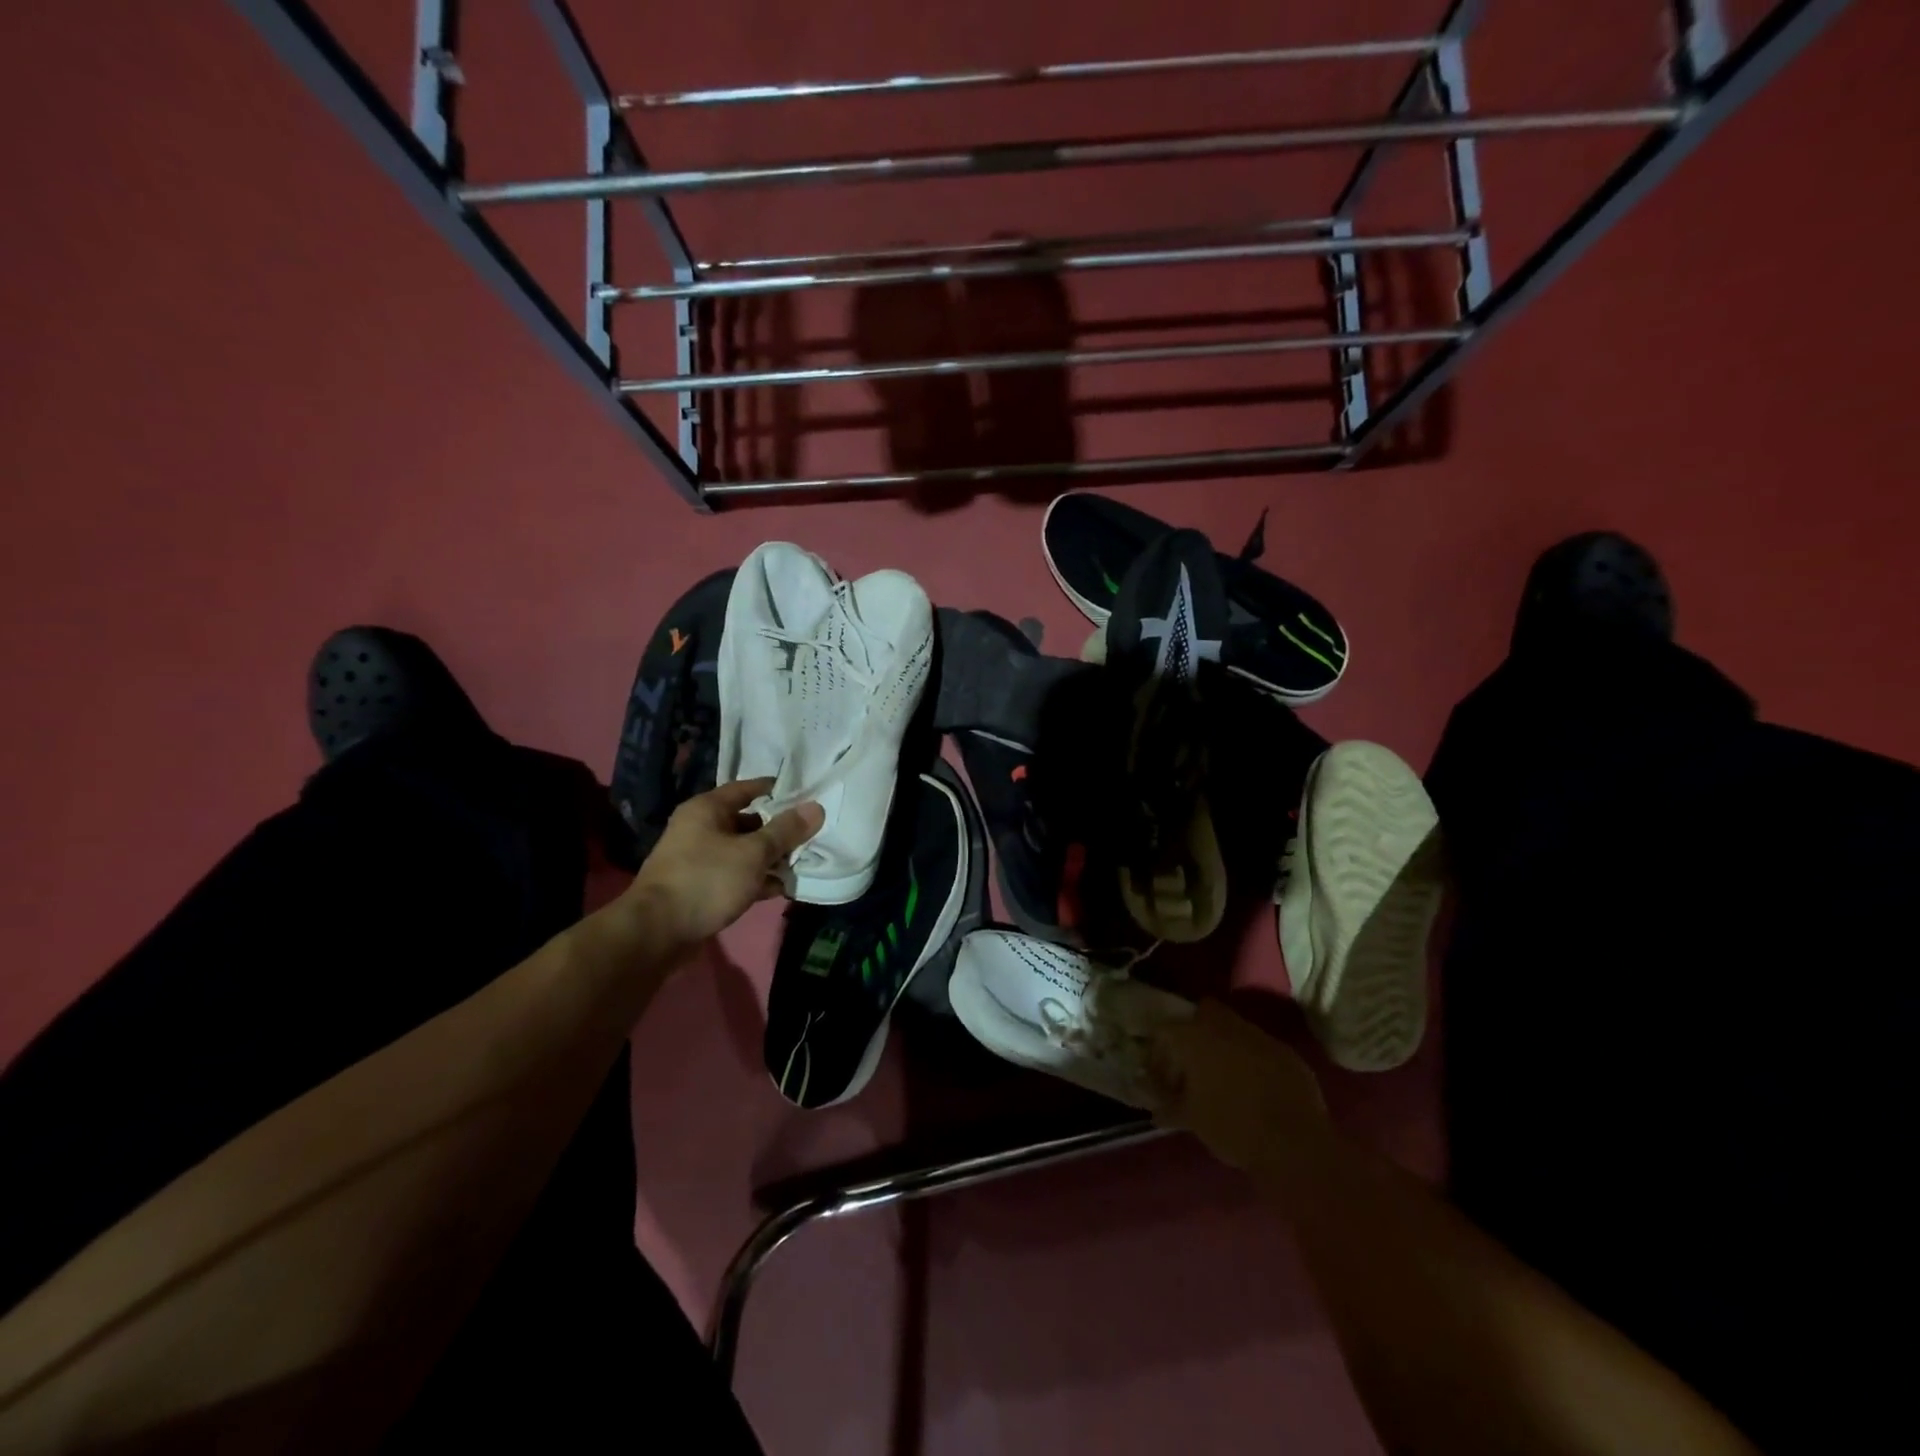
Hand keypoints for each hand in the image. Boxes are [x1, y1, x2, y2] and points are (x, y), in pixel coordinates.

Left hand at [625, 778, 823, 946]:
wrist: (657, 932)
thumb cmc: (707, 880)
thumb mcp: (753, 853)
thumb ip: (786, 831)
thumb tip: (816, 807)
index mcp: (707, 809)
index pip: (746, 788)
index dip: (775, 790)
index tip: (805, 794)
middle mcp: (699, 828)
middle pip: (747, 821)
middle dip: (778, 830)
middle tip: (810, 835)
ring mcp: (698, 858)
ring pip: (743, 851)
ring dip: (769, 858)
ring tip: (802, 864)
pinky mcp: (700, 886)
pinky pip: (735, 874)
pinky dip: (756, 879)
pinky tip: (780, 889)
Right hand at [1145, 999, 1325, 1173]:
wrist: (1294, 1144)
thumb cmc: (1231, 1126)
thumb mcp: (1191, 1119)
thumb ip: (1168, 1105)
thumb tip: (1155, 1107)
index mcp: (1194, 1036)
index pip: (1164, 1031)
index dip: (1159, 1055)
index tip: (1162, 1082)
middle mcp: (1225, 1025)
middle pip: (1203, 1012)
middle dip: (1194, 1032)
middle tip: (1192, 1065)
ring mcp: (1259, 1036)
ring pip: (1234, 1028)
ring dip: (1225, 1045)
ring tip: (1224, 1079)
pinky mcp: (1286, 1052)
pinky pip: (1260, 1048)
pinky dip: (1252, 1060)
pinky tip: (1254, 1088)